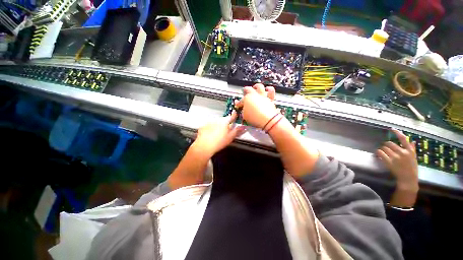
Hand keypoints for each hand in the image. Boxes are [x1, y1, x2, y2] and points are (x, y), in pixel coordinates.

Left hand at [193, 111, 245, 156]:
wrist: (204, 146)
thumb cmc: (219, 142)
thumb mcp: (230, 137)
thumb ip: (237, 131)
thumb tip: (243, 127)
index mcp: (225, 122)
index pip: (231, 116)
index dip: (234, 115)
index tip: (235, 114)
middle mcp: (217, 120)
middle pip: (223, 120)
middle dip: (225, 124)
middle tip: (226, 131)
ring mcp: (209, 123)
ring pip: (216, 123)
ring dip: (218, 126)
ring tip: (217, 135)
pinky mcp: (204, 126)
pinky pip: (209, 126)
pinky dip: (211, 129)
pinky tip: (211, 135)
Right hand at [235, 84, 277, 128]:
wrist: (267, 120)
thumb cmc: (255, 118)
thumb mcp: (245, 116)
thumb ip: (243, 111)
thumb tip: (242, 110)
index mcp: (247, 99)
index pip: (241, 100)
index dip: (238, 103)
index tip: (238, 106)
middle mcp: (255, 95)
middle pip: (248, 89)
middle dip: (245, 90)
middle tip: (244, 91)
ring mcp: (262, 96)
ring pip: (259, 86)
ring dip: (256, 86)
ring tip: (255, 87)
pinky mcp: (270, 99)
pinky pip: (271, 91)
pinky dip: (269, 89)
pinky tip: (267, 89)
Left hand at [377, 129, 418, 191]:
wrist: (408, 179)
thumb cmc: (411, 168)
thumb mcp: (414, 157)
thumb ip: (412, 149)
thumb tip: (413, 141)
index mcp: (409, 151)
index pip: (403, 139)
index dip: (397, 133)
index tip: (391, 129)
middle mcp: (402, 152)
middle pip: (389, 143)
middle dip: (386, 145)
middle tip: (386, 148)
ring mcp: (395, 157)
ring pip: (384, 148)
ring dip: (382, 149)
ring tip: (383, 152)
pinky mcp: (389, 162)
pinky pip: (380, 153)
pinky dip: (378, 152)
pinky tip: (378, 154)